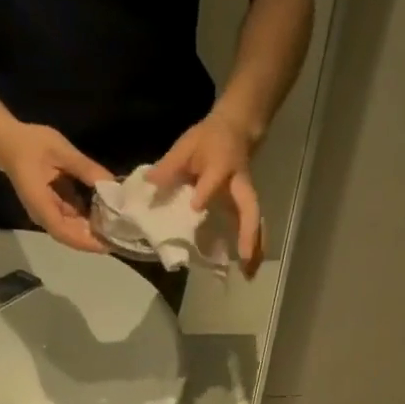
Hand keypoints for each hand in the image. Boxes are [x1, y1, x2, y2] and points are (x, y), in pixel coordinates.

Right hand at [0, 122, 113, 252]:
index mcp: (41, 204)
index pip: (64, 232)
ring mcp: (48, 212)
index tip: (109, 243)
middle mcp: (43, 215)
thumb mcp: (62, 151)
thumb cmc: (31, 144)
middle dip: (96, 236)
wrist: (8, 141)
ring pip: (74, 228)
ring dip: (94, 227)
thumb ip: (86, 168)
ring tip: (119, 224)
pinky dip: (89, 217)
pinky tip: (107, 210)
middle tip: (123, 234)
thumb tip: (112, 184)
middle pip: (72, 235)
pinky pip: (73, 218)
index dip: (87, 241)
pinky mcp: (53, 207)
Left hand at [152, 110, 264, 276]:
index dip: (206, 192)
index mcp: (221, 164)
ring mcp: (246, 197)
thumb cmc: (207, 139)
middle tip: (244, 257)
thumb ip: (169, 166)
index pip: (214, 179)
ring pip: (256, 223)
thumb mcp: (185, 146)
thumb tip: (149, 183)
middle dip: (248, 232)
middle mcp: (239, 184)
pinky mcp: (247, 207)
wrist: (236, 129)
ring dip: (256, 248)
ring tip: (249, 274)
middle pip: (249, 208)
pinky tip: (248, 269)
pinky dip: (253, 249)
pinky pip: (253, 228)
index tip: (196, 207)